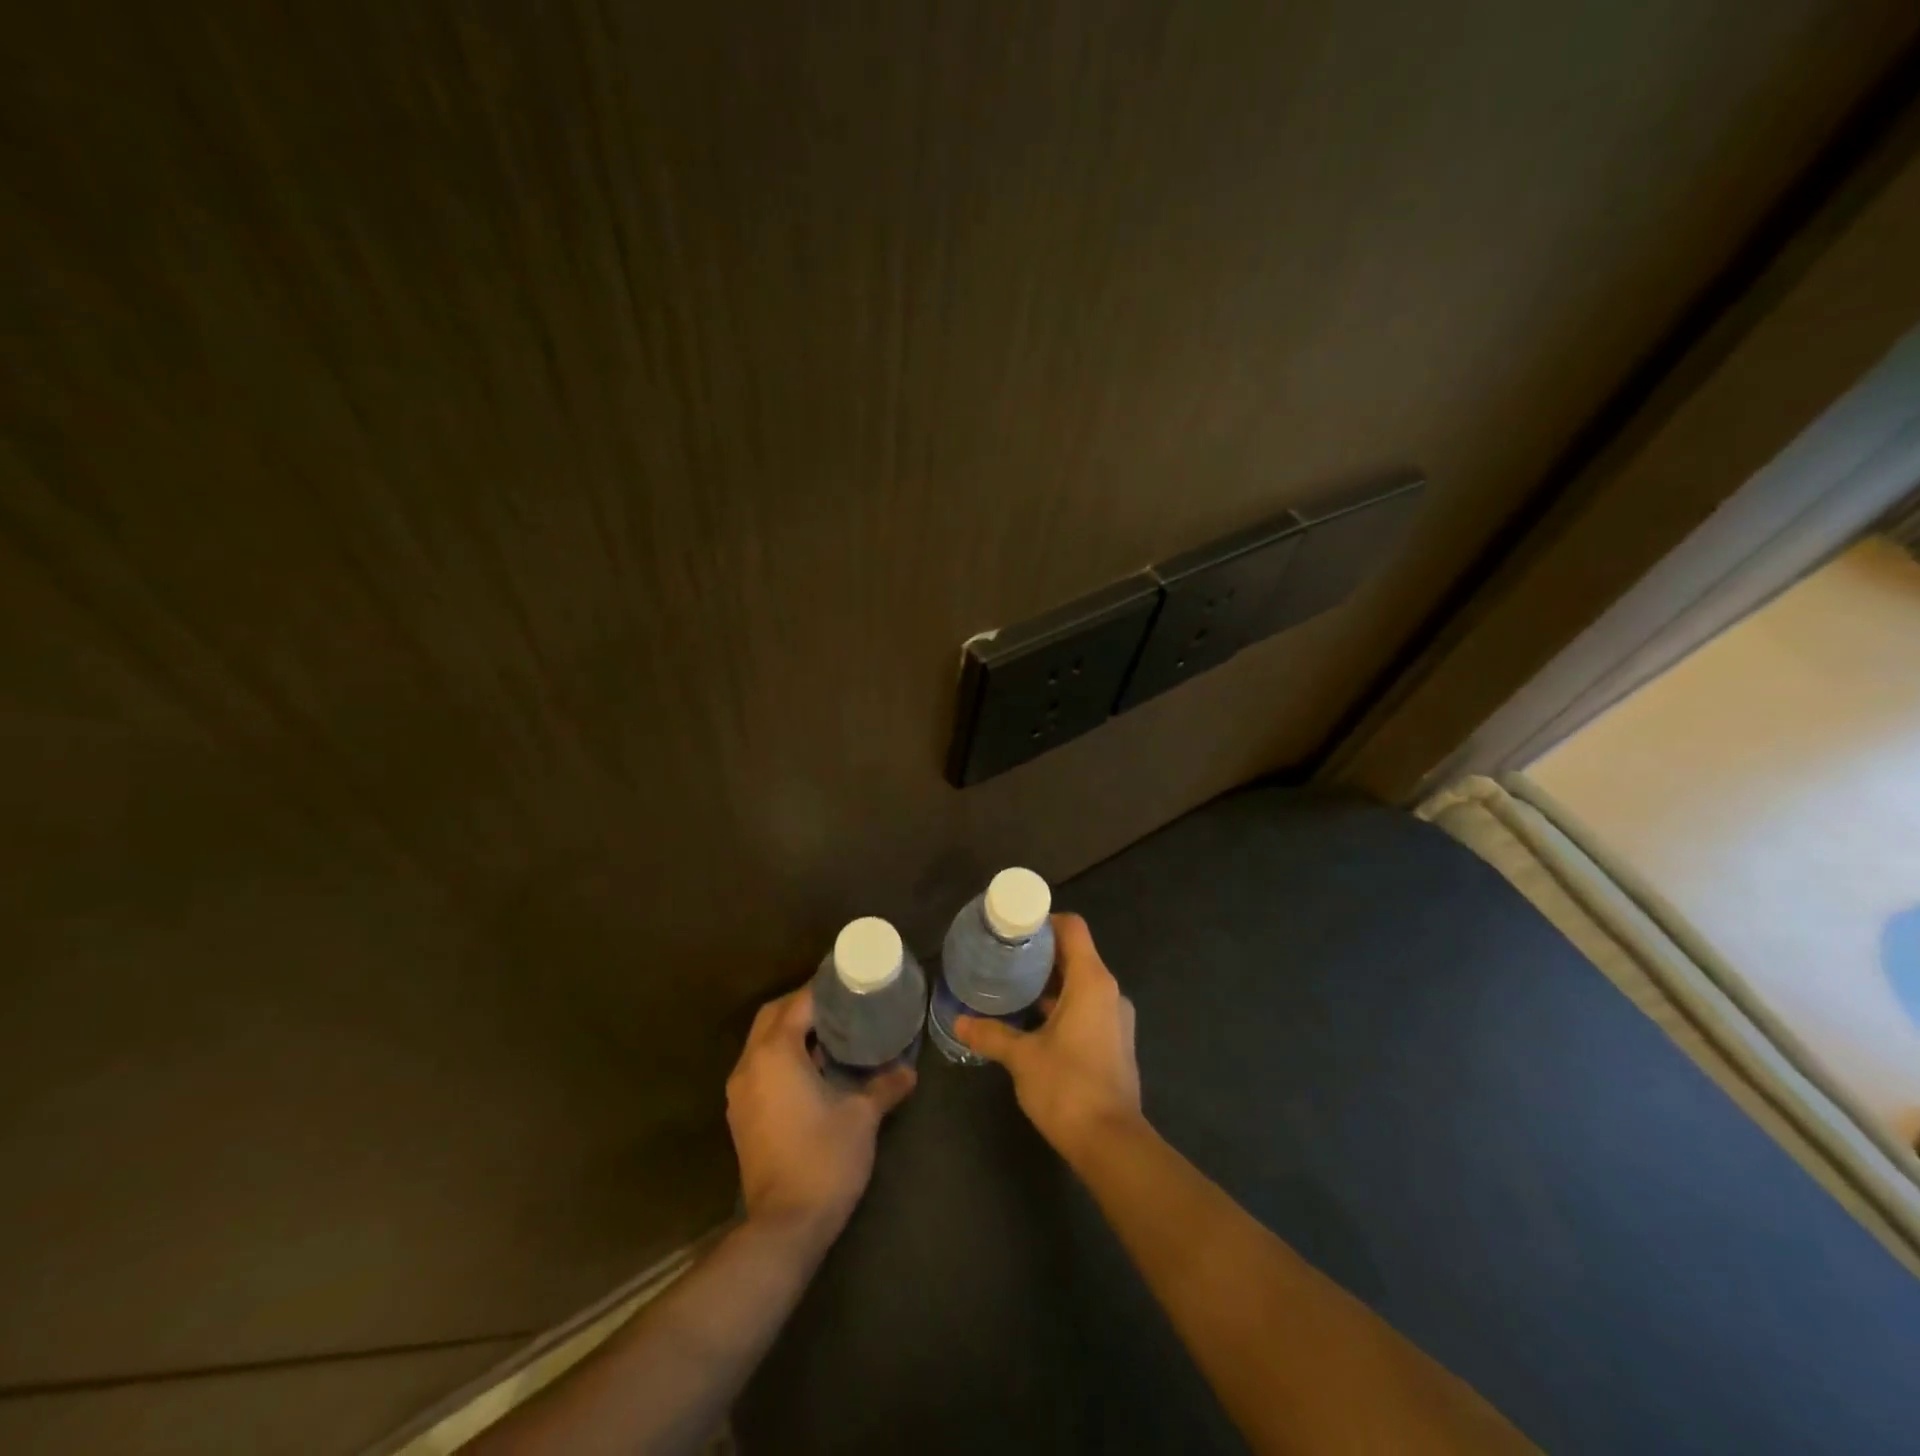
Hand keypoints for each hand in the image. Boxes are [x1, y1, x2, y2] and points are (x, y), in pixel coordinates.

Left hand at [725, 986, 915, 1242]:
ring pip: (762, 1042)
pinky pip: (759, 1066)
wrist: (784, 1226)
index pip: (799, 1003)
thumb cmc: (824, 1159)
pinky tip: (812, 1068)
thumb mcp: (862, 1116)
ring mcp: (740, 1092)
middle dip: (802, 1004)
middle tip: (840, 1004)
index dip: (824, 989)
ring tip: (830, 1032)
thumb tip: (908, 1070)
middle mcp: (750, 1064)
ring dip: (790, 1031)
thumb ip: (885, 1085)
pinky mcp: (741, 1115)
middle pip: (773, 1016)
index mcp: (776, 1053)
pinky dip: (781, 1055)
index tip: (850, 982)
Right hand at [956, 913, 1140, 1158]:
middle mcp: (1108, 992)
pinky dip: (1061, 1005)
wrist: (1111, 1144)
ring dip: (1049, 983)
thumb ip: (991, 1034)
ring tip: (1011, 987)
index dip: (1044, 921)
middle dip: (1039, 954)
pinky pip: (1086, 1007)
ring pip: (1080, 983)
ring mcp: (1115, 1018)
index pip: (1072, 928)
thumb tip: (958, 1022)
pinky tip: (1031, 1022)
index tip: (1013, 928)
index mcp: (1092, 981)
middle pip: (1075, 954)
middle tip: (1002, 956)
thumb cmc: (1068, 1087)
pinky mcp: (1114, 1042)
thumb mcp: (1022, 1057)